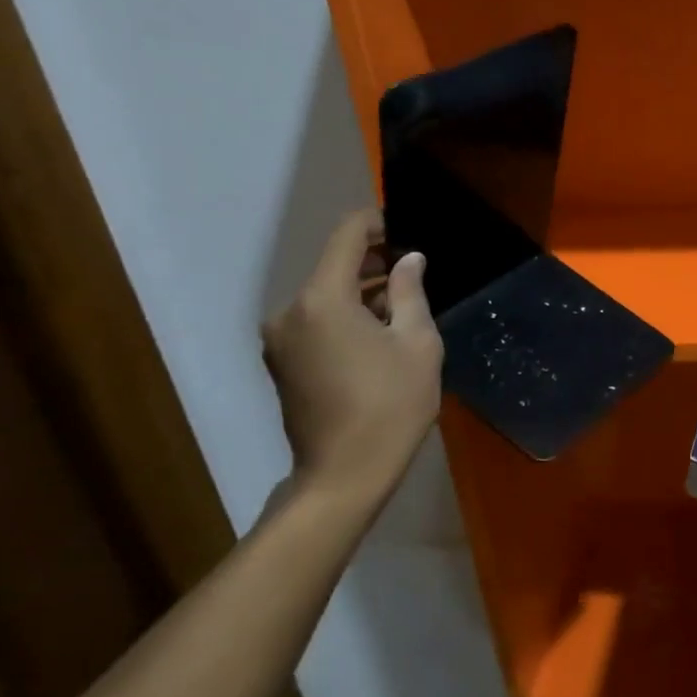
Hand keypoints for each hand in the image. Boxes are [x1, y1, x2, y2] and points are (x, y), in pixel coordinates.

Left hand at [261, 211, 442, 513]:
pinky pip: (315, 321)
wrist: (344, 474)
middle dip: (372, 261)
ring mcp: (279, 339)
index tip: (403, 225)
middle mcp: (290, 311)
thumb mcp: (417, 344)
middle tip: (413, 269)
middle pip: (332, 267)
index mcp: (322, 299)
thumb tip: (408, 259)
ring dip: (359, 292)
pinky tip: (376, 333)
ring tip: (401, 304)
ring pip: (324, 296)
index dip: (375, 222)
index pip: (346, 237)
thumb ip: (410, 292)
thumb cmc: (391, 405)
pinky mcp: (281, 363)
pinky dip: (344, 316)